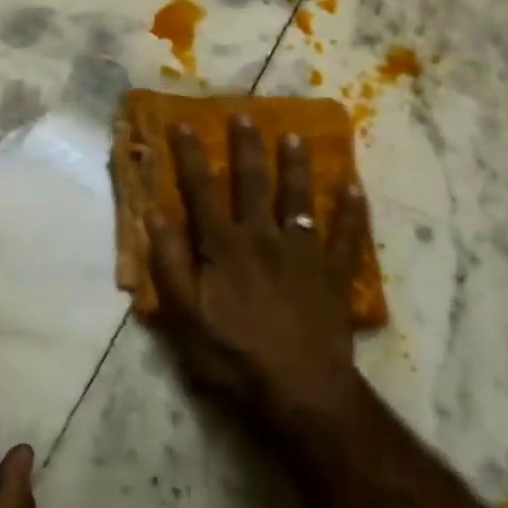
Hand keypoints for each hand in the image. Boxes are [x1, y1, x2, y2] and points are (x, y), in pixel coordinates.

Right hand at [144, 119, 370, 434]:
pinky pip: (347, 238)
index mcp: (224, 246)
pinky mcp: (334, 276)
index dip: (190, 156)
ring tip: (296, 137)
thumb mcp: (185, 316)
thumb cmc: (234, 356)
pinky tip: (355, 188)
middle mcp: (263, 238)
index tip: (183, 124)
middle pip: (253, 183)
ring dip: (296, 167)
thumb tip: (151, 213)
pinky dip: (352, 212)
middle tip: (245, 115)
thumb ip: (168, 262)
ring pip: (299, 200)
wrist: (301, 392)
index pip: (201, 190)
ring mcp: (304, 254)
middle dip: (246, 148)